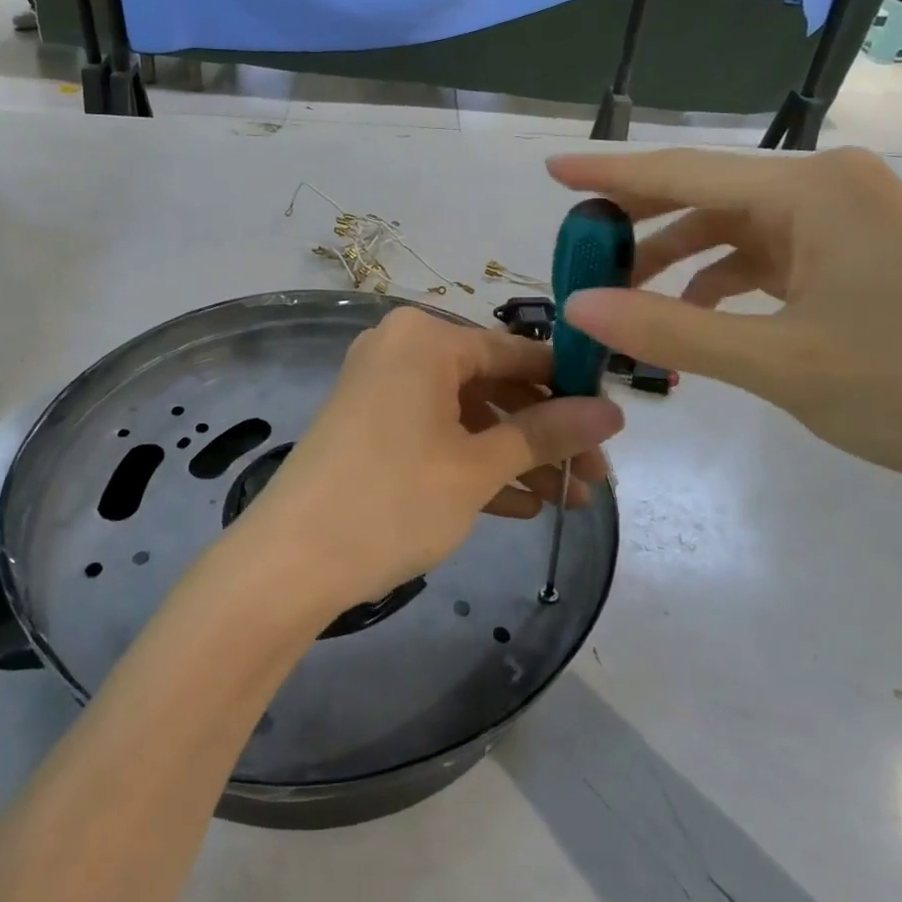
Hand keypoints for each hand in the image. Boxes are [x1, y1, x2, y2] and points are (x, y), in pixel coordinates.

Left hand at [241, 307, 623, 608]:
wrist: (288, 564)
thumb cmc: (391, 502)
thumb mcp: (477, 468)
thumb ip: (546, 434)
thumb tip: (613, 412)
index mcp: (425, 338)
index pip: (517, 352)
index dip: (570, 389)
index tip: (612, 427)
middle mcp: (401, 349)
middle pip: (493, 385)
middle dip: (545, 434)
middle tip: (593, 479)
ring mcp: (381, 388)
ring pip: (467, 415)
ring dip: (515, 456)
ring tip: (566, 501)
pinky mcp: (370, 426)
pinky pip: (436, 434)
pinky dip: (473, 465)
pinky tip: (519, 505)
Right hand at [547, 146, 901, 507]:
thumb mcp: (779, 363)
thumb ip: (670, 329)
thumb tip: (577, 306)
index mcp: (813, 189)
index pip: (684, 172)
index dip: (610, 174)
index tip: (550, 168)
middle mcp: (829, 188)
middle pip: (707, 195)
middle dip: (638, 225)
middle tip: (577, 252)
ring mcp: (849, 223)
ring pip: (735, 229)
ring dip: (678, 261)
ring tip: (625, 299)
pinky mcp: (859, 259)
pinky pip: (768, 256)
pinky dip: (723, 282)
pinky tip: (697, 317)